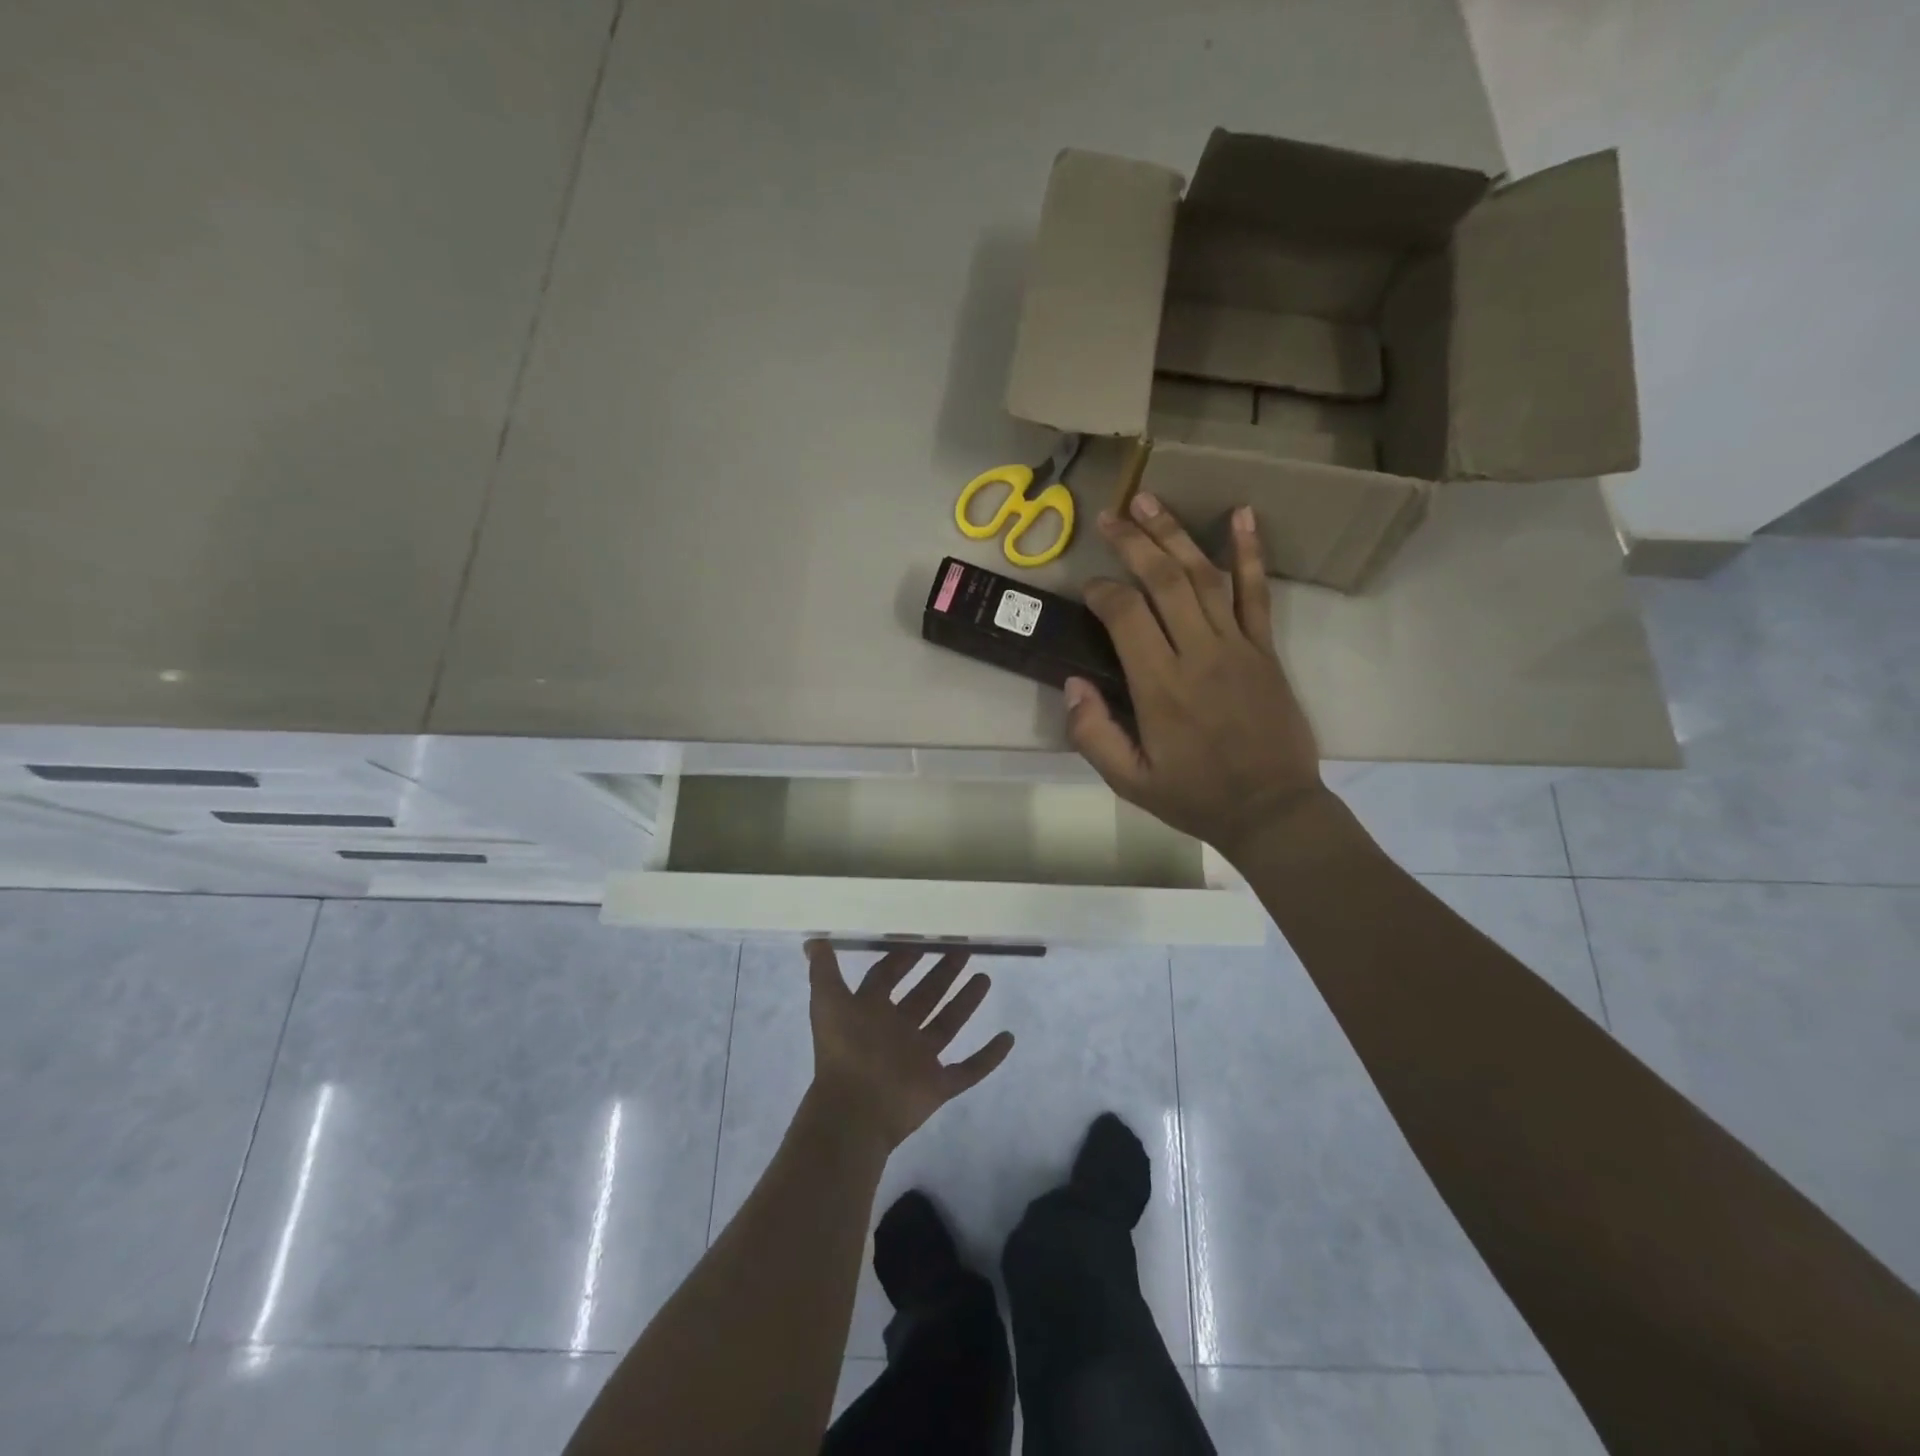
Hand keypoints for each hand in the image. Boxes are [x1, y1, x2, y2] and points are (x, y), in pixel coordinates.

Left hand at [805, 941, 1015, 1151]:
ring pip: (948, 1025)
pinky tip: (1008, 1037)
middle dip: (942, 974)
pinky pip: (969, 1069)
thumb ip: (823, 971)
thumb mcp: (828, 1003)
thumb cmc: (844, 1051)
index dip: (902, 959)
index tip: (922, 939)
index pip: (887, 978)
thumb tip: (813, 938)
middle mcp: (896, 1032)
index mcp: (870, 1013)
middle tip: (964, 950)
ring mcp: (919, 1060)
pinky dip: (989, 1057)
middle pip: (923, 997)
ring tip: (985, 978)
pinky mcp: (938, 1085)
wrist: (853, 1112)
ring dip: (965, 1003)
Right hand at [1068, 495, 1326, 862]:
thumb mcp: (1129, 781)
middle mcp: (1198, 654)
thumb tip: (1072, 684)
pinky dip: (1250, 552)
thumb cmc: (1195, 797)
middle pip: (1163, 581)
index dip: (1101, 592)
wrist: (1272, 810)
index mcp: (1160, 687)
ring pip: (1203, 577)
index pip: (1125, 616)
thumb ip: (1093, 734)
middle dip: (1133, 542)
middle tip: (1110, 514)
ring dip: (1175, 534)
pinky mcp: (1265, 649)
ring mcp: (1237, 647)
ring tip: (1150, 500)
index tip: (1087, 588)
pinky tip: (1242, 515)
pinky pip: (1257, 593)